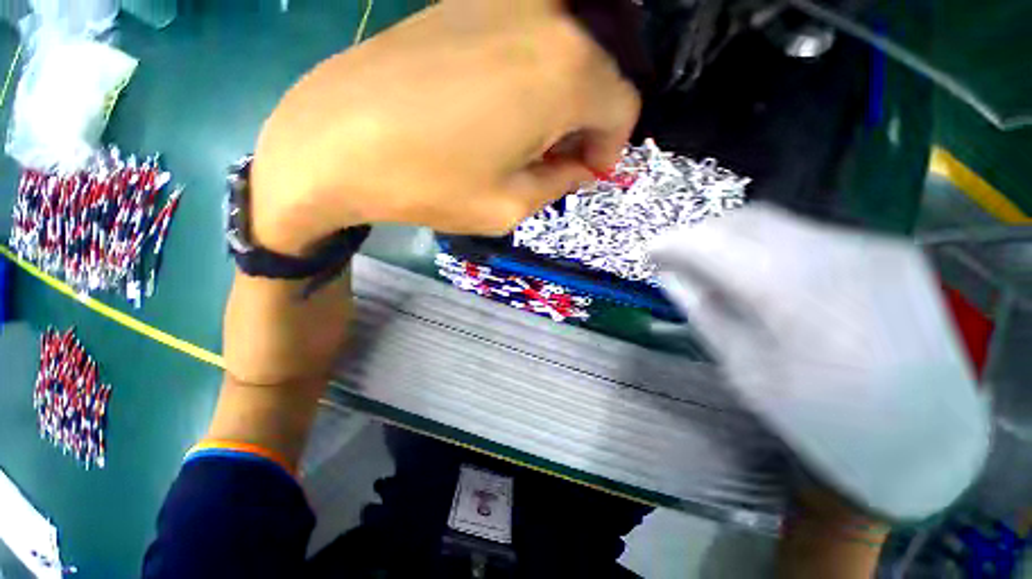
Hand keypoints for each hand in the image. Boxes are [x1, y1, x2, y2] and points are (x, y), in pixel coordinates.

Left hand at [251, 0, 639, 254]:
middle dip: (588, 124)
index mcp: (565, 74)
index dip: (611, 147)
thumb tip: (581, 166)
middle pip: (599, 74)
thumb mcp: (510, 206)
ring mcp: (503, 1)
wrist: (336, 140)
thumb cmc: (431, 183)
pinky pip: (527, 41)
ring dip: (561, 102)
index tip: (586, 173)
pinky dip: (531, 78)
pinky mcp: (466, 2)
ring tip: (526, 141)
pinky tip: (499, 111)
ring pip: (565, 55)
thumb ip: (559, 183)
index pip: (623, 106)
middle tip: (556, 162)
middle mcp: (546, 21)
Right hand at [649, 203, 989, 520]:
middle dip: (700, 233)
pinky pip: (809, 235)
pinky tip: (764, 274)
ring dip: (732, 238)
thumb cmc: (830, 424)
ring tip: (715, 265)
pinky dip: (770, 246)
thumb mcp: (749, 374)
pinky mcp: (889, 252)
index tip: (649, 251)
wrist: (931, 442)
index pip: (712, 243)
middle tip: (678, 257)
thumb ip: (706, 314)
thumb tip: (670, 277)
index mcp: (795, 296)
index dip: (671, 242)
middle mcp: (838, 256)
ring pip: (777, 222)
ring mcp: (871, 248)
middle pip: (745, 219)